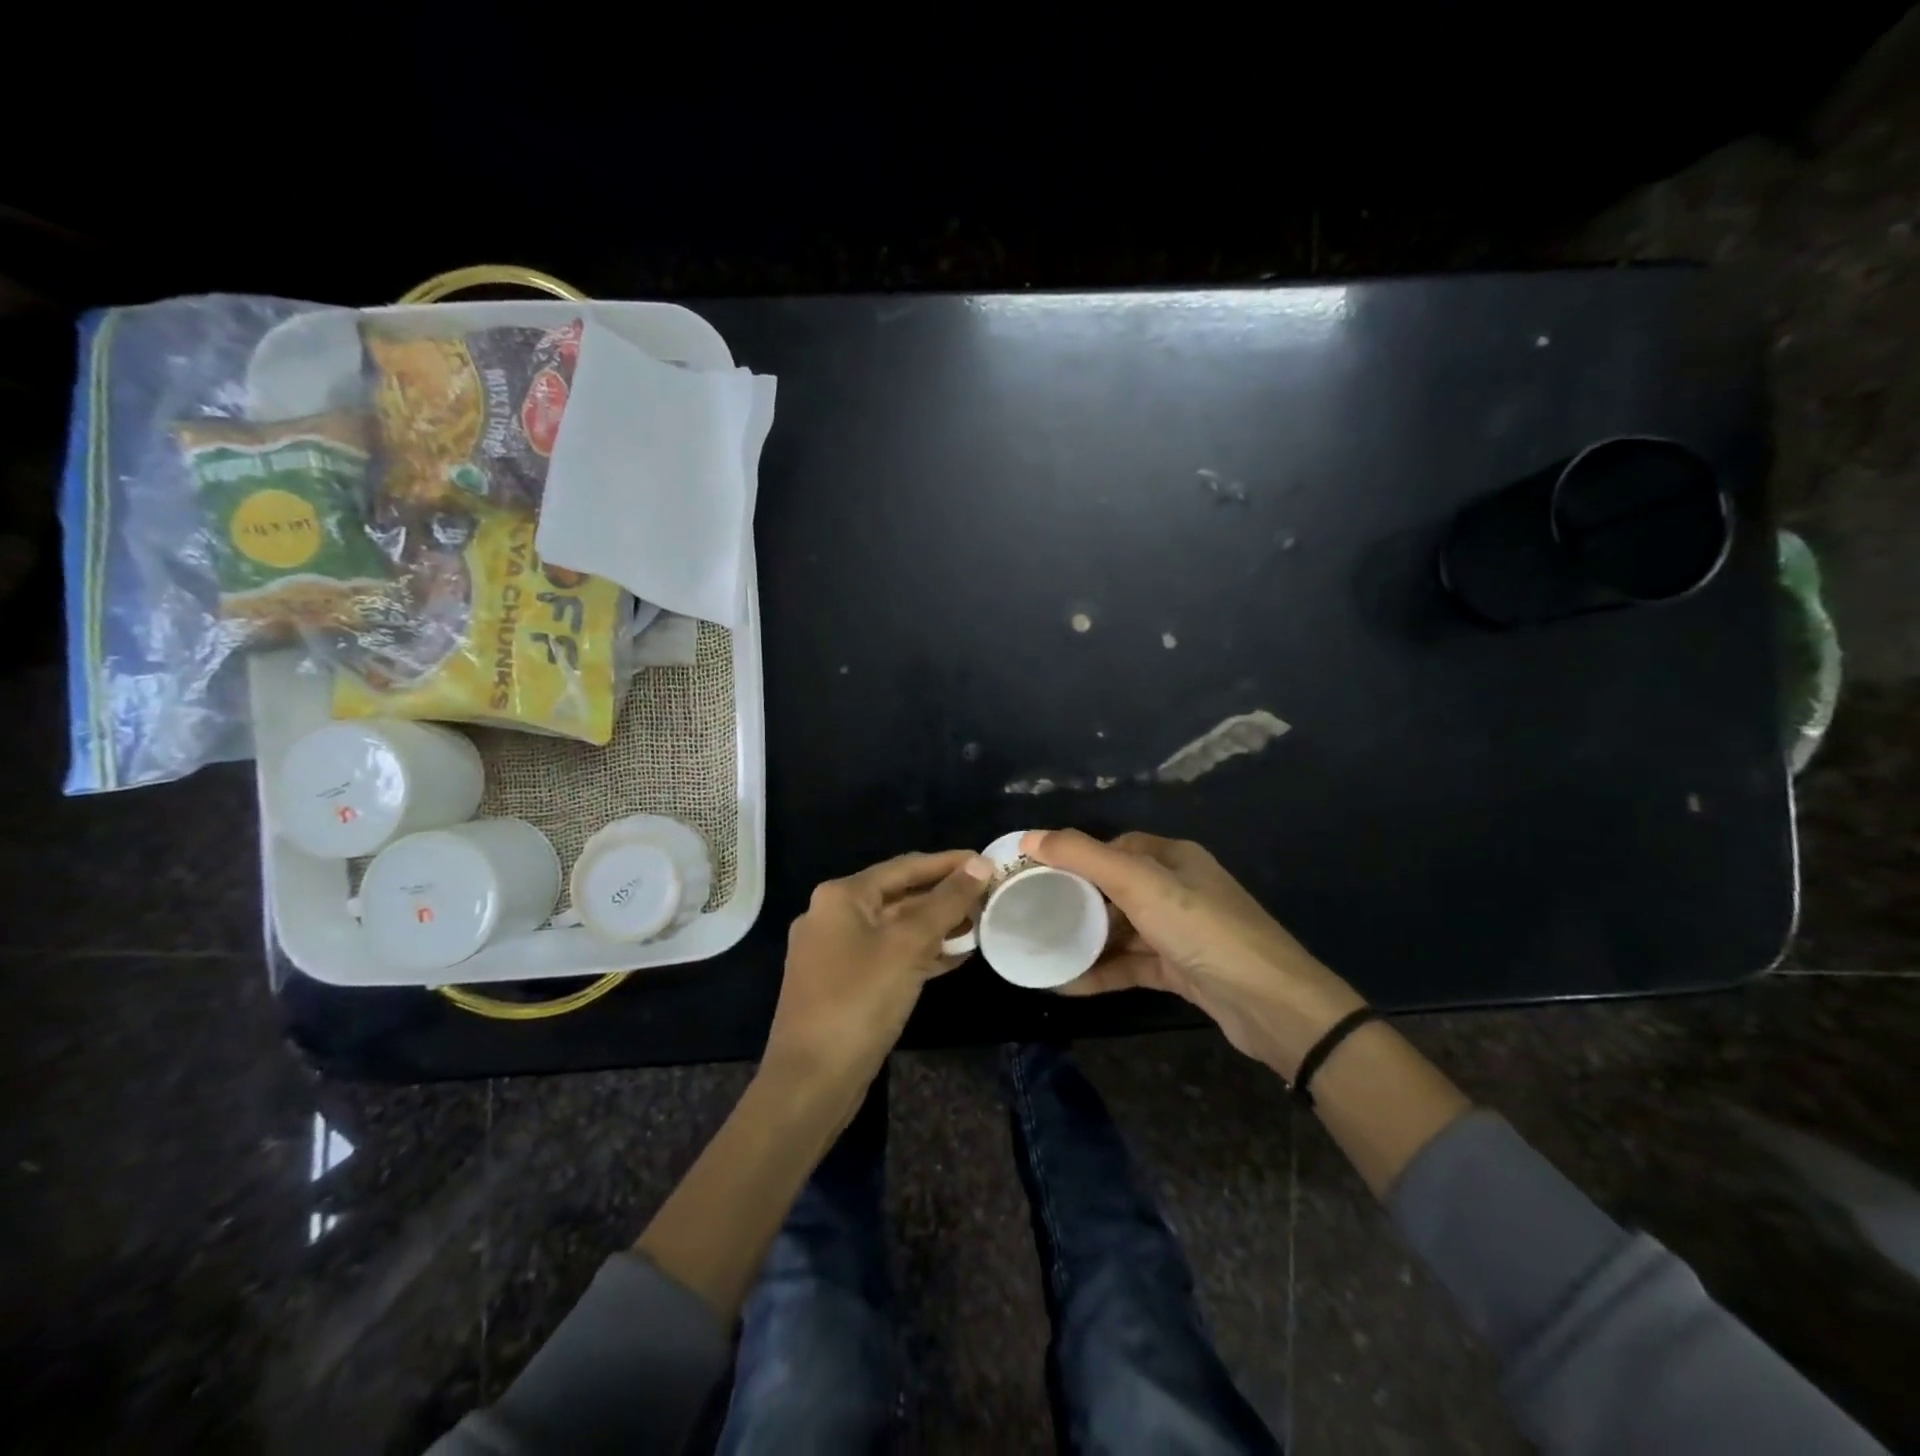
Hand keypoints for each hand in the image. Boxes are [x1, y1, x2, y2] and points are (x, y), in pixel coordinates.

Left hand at [764, 850, 993, 1106]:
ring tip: (980, 925)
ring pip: (895, 928)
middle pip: (899, 895)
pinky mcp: (842, 983)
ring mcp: (834, 952)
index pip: (904, 867)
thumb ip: (947, 902)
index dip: (948, 863)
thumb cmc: (859, 1000)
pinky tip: (954, 958)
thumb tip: (981, 864)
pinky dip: (919, 953)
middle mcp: (832, 916)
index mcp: (841, 896)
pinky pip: (887, 955)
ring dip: (936, 926)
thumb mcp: (909, 945)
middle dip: (944, 897)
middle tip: (988, 896)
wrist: (811, 1082)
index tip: (987, 862)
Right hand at [1023, 829, 1365, 1079]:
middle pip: (1116, 888)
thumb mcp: (1139, 883)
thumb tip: (1029, 837)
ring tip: (1040, 949)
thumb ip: (1083, 857)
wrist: (1271, 1004)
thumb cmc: (1202, 929)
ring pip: (1122, 930)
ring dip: (1086, 940)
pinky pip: (1132, 964)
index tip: (1037, 873)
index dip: (1077, 856)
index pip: (1115, 847)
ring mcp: (1180, 932)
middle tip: (1031, 914)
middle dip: (1076, 901)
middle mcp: (1178, 888)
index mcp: (1173, 858)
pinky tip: (1066, 984)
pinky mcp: (1181, 970)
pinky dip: (1102, 971)